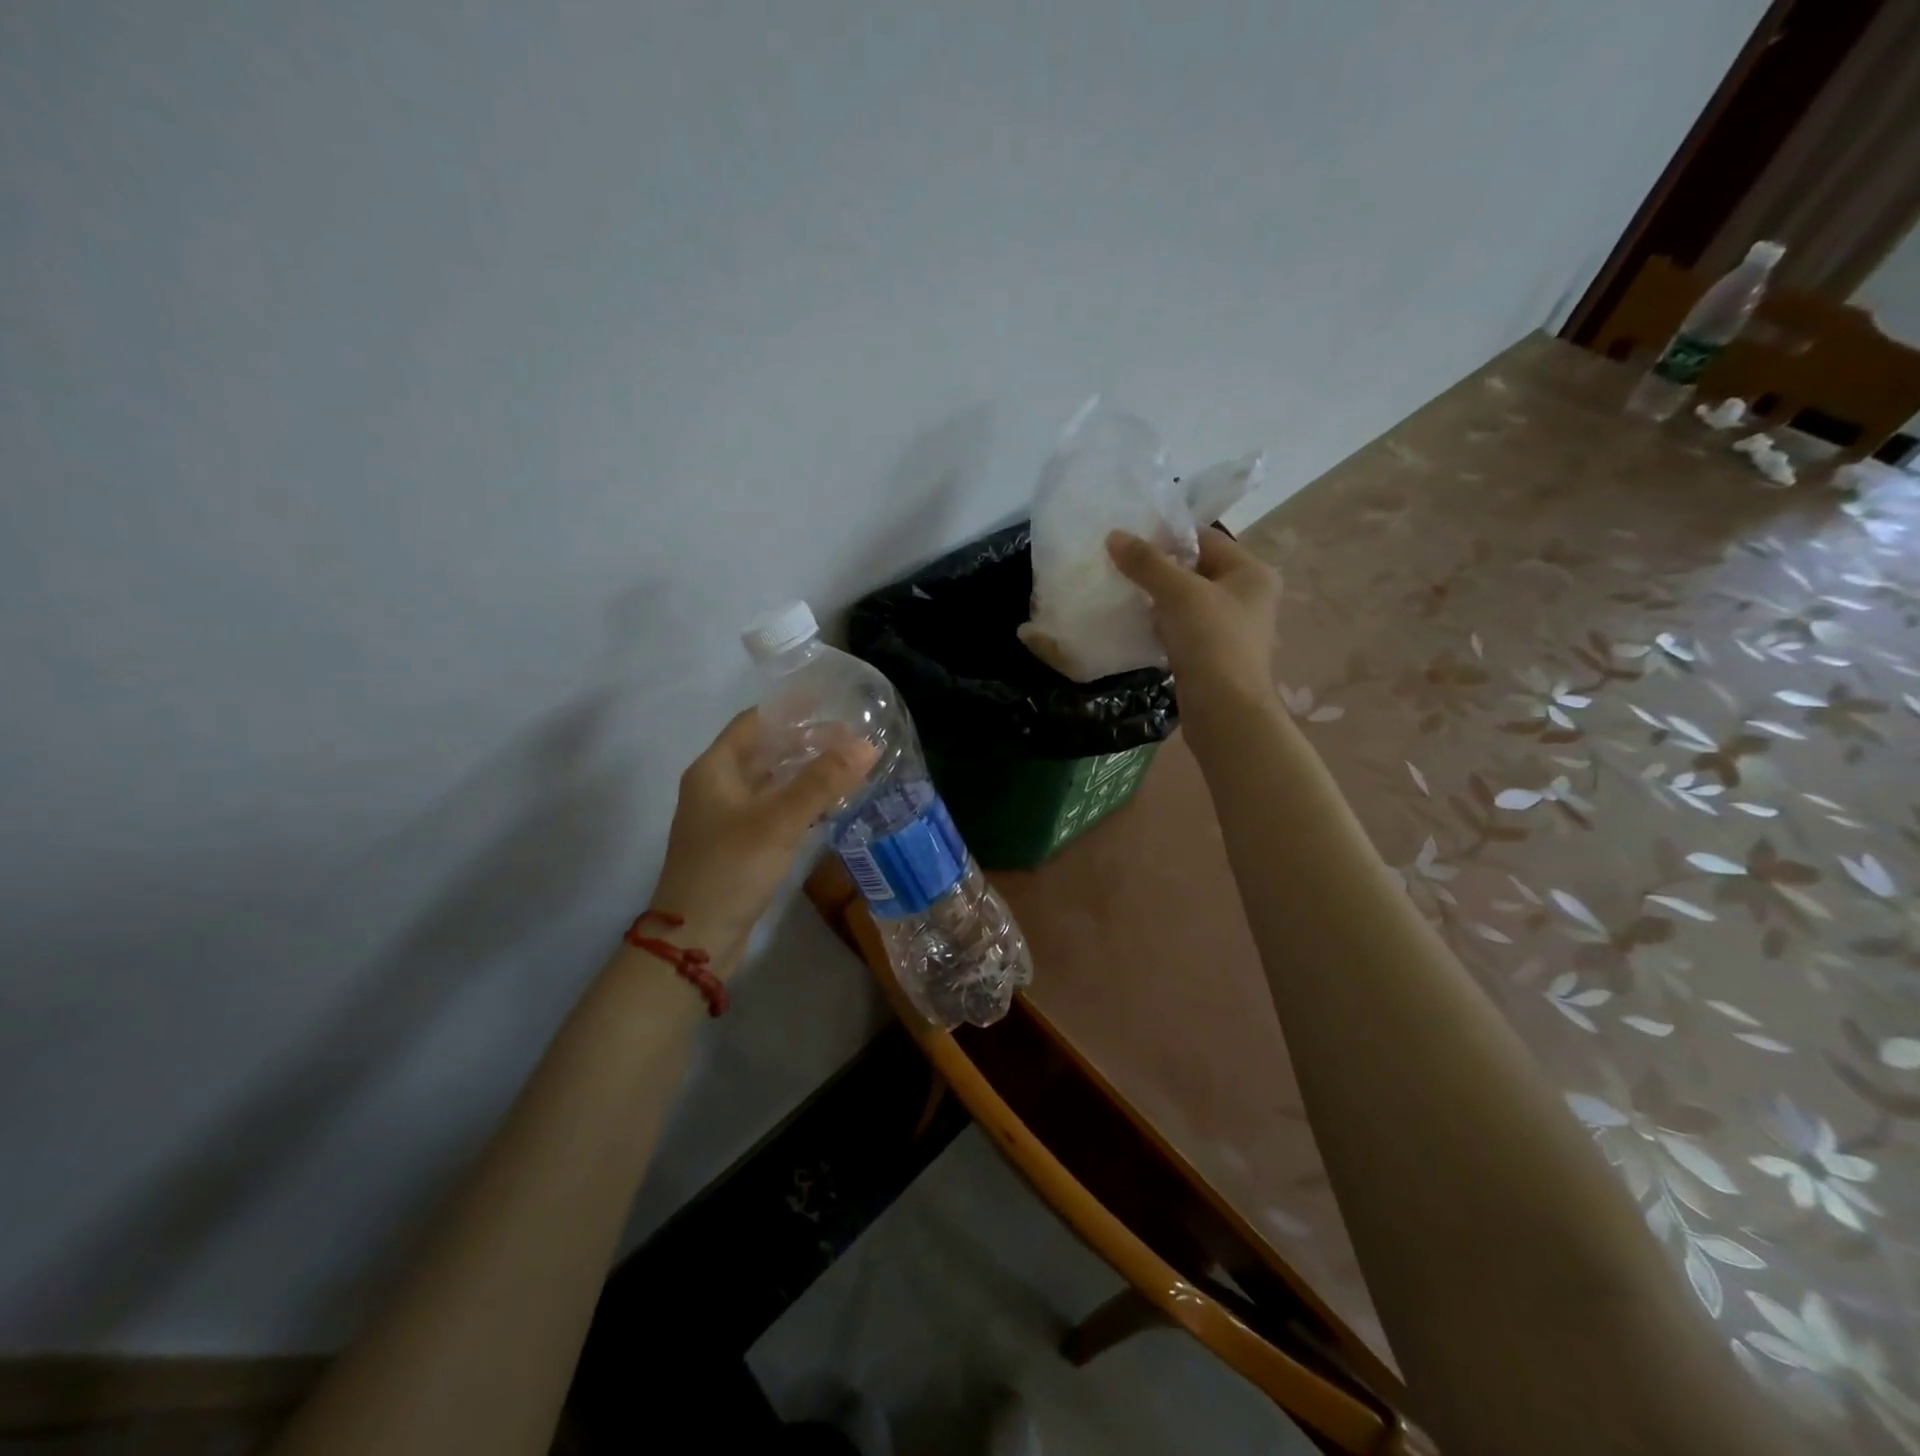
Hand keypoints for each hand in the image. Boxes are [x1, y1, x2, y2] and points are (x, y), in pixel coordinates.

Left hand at [649, 709, 876, 963]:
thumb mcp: (779, 821)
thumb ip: (822, 782)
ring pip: (772, 782)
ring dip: (806, 772)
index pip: (755, 722)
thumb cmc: (730, 869)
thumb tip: (867, 745)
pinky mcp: (740, 845)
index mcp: (714, 769)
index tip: (831, 700)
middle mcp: (718, 787)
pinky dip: (801, 801)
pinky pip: (775, 810)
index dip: (791, 709)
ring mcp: (727, 818)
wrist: (695, 939)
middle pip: (765, 751)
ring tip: (849, 765)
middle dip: (806, 741)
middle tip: (852, 737)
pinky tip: (829, 805)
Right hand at [1107, 527, 1280, 711]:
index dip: (1168, 535)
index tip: (1129, 540)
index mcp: (1252, 573)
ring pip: (1187, 601)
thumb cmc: (1211, 642)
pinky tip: (1137, 625)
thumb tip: (1113, 536)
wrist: (1224, 711)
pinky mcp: (1213, 655)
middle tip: (1120, 565)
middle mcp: (1248, 596)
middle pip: (1196, 569)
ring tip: (1123, 592)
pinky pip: (1183, 628)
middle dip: (1159, 568)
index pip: (1206, 538)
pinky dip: (1162, 625)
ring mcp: (1231, 628)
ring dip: (1158, 598)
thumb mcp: (1178, 593)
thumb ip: (1146, 562)